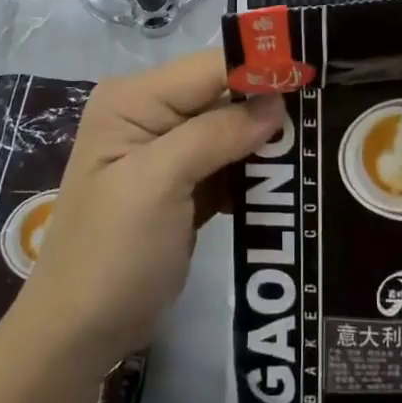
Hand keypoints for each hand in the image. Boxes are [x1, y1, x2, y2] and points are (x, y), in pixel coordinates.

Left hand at [17, 51, 282, 365]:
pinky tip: (286, 180)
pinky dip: (252, 171)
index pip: (209, 68)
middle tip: (322, 118)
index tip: (312, 79)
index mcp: (134, 99)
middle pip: (222, 94)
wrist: (79, 335)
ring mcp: (166, 150)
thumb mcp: (159, 183)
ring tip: (313, 148)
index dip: (259, 70)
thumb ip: (216, 133)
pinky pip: (227, 162)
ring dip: (265, 142)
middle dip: (267, 108)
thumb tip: (275, 101)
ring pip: (230, 129)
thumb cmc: (112, 252)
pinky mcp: (183, 184)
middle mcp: (149, 113)